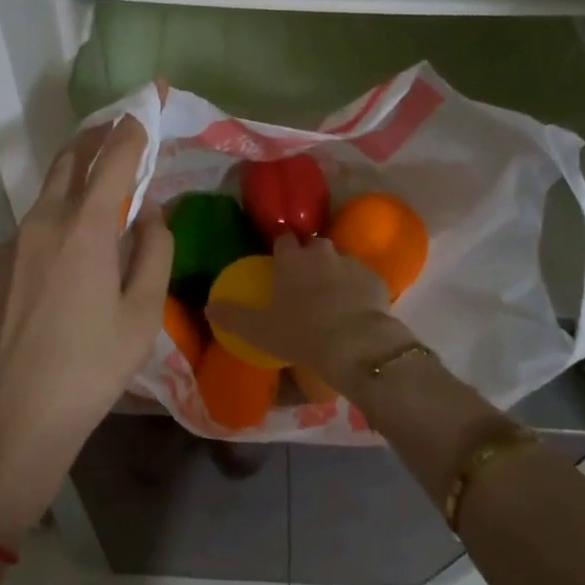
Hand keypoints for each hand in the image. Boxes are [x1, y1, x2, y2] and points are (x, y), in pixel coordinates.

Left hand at [0, 116, 172, 544]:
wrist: (12, 417)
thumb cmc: (89, 368)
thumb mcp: (142, 313)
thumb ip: (154, 251)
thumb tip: (150, 212)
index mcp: (85, 227)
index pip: (113, 157)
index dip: (133, 128)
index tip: (148, 105)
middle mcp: (45, 219)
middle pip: (72, 157)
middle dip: (99, 135)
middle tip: (125, 128)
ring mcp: (17, 238)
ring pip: (52, 185)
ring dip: (80, 168)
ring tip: (108, 175)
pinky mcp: (3, 260)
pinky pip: (39, 215)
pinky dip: (64, 202)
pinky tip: (81, 230)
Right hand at [206, 233, 402, 396]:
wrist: (356, 344)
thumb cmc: (301, 333)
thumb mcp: (258, 330)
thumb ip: (232, 316)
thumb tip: (209, 306)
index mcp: (291, 259)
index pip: (283, 240)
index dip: (280, 249)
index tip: (279, 262)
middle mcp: (321, 254)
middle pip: (314, 245)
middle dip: (310, 256)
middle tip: (305, 281)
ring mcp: (351, 264)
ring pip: (340, 261)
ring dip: (335, 272)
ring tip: (332, 297)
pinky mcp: (376, 280)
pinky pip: (363, 280)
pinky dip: (358, 289)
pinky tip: (356, 309)